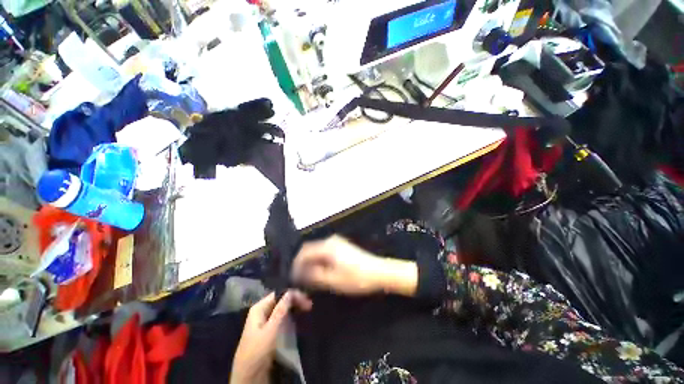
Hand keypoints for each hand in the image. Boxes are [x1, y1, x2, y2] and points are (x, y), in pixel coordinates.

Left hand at [230, 291, 311, 383]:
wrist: (248, 377)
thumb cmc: (257, 351)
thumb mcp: (270, 330)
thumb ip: (280, 310)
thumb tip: (290, 291)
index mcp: (259, 308)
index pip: (278, 294)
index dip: (292, 294)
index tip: (306, 299)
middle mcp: (262, 311)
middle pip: (281, 300)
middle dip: (295, 301)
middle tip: (309, 305)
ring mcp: (265, 321)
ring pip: (282, 308)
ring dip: (294, 307)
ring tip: (307, 308)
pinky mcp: (269, 330)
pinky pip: (282, 317)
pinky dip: (291, 315)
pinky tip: (299, 316)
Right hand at [291, 235, 417, 296]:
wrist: (380, 272)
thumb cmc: (357, 278)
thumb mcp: (333, 280)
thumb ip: (314, 276)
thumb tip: (300, 274)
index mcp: (327, 247)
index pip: (304, 252)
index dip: (296, 264)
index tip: (292, 277)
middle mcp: (330, 241)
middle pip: (310, 250)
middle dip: (303, 264)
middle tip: (300, 280)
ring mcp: (337, 242)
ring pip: (317, 251)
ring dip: (311, 263)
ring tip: (309, 278)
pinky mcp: (342, 247)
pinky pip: (324, 252)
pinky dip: (319, 261)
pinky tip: (321, 272)